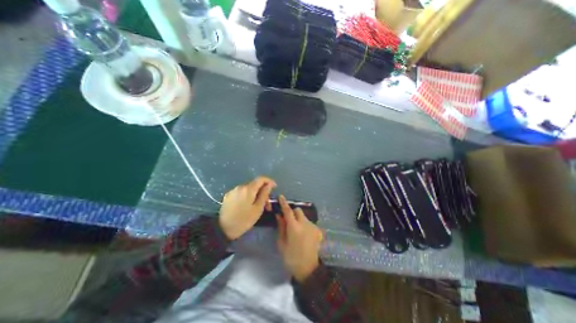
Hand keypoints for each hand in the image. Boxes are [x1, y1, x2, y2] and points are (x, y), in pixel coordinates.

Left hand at [218, 176, 276, 239]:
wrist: (222, 229)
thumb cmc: (243, 220)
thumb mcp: (258, 209)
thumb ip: (264, 194)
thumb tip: (269, 184)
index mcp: (248, 189)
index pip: (261, 178)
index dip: (269, 181)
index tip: (275, 187)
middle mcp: (240, 186)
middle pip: (255, 185)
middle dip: (263, 191)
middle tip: (267, 204)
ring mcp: (233, 191)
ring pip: (248, 189)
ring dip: (255, 195)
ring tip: (258, 206)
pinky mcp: (228, 196)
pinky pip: (241, 192)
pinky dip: (248, 196)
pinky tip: (248, 205)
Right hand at [275, 194, 322, 281]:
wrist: (308, 269)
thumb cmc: (291, 257)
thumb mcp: (281, 243)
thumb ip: (281, 227)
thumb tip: (279, 215)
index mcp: (294, 227)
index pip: (288, 211)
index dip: (284, 203)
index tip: (281, 197)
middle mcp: (305, 224)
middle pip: (298, 211)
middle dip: (293, 213)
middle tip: (289, 221)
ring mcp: (312, 227)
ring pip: (304, 217)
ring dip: (299, 219)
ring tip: (297, 231)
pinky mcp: (317, 230)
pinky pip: (309, 223)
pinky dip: (305, 225)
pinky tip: (304, 236)